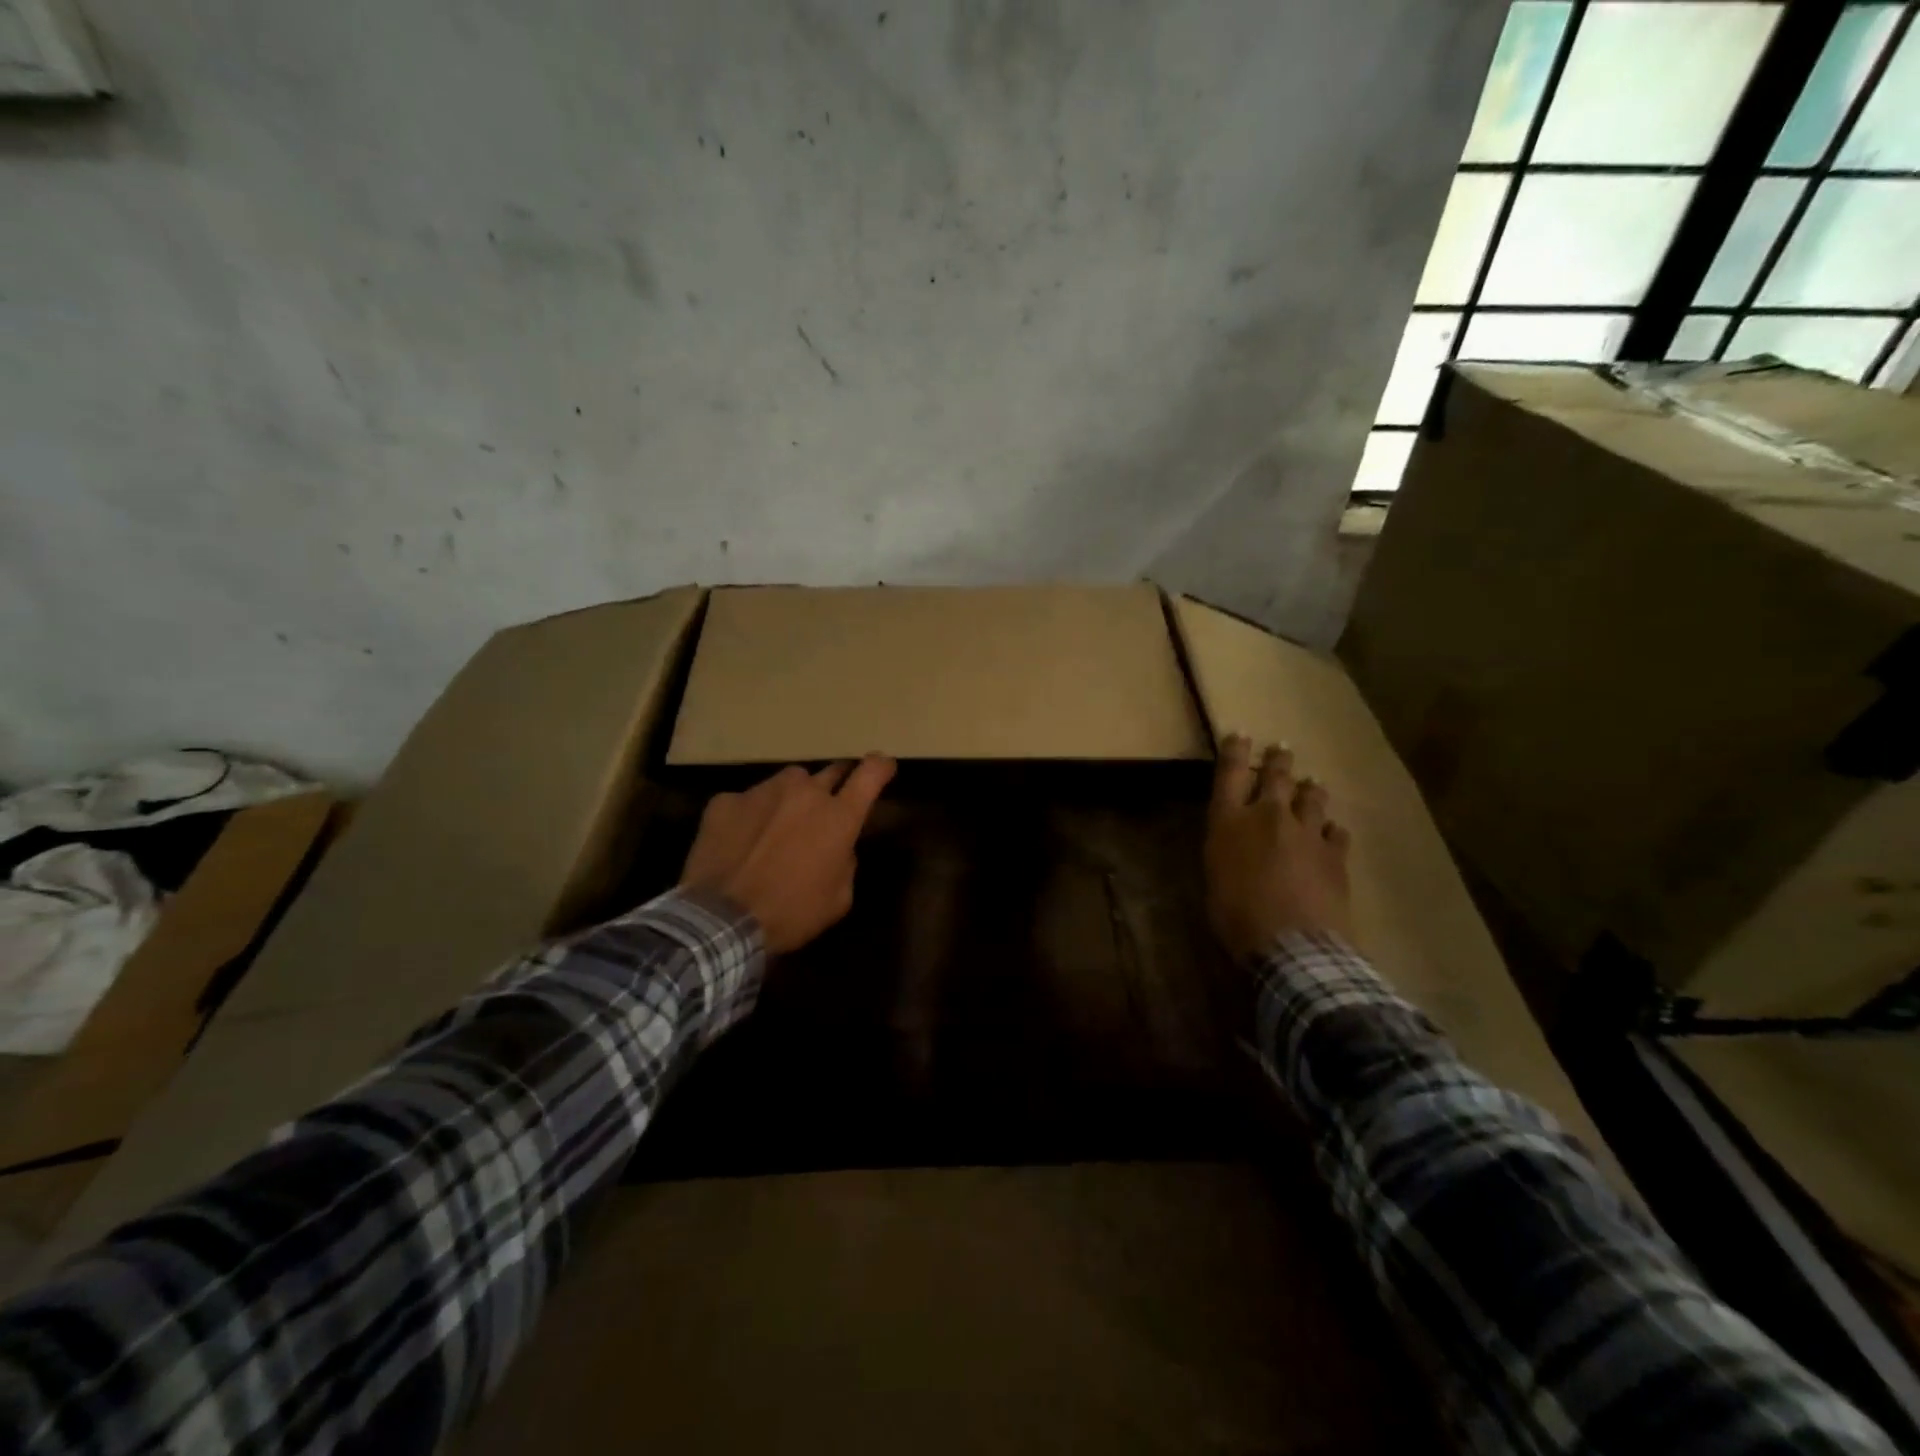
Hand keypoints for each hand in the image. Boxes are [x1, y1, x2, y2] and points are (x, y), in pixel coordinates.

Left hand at [679, 755, 897, 953]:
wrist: (721, 922)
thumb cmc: (791, 914)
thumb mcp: (838, 899)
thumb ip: (845, 861)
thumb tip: (838, 846)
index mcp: (838, 816)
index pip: (871, 773)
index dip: (880, 766)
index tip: (883, 766)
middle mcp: (804, 792)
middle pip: (831, 772)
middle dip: (835, 785)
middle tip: (827, 807)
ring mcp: (762, 791)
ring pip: (788, 782)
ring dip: (791, 798)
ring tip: (778, 826)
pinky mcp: (725, 801)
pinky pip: (746, 801)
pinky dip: (750, 816)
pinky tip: (739, 842)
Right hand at [1204, 735, 1353, 958]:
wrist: (1293, 944)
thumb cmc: (1236, 917)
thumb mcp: (1215, 879)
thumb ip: (1226, 852)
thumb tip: (1237, 843)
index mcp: (1230, 822)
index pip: (1229, 773)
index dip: (1234, 751)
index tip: (1239, 734)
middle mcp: (1268, 816)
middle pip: (1275, 777)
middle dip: (1277, 760)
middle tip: (1281, 748)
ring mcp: (1307, 833)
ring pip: (1311, 798)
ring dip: (1309, 789)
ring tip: (1312, 783)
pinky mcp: (1336, 854)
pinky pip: (1336, 832)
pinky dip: (1331, 830)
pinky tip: (1332, 832)